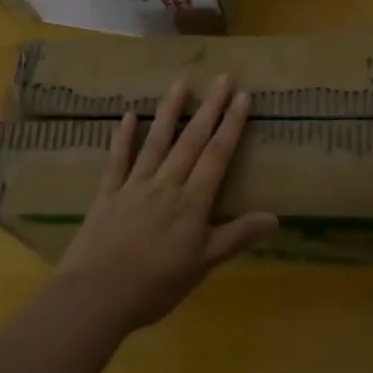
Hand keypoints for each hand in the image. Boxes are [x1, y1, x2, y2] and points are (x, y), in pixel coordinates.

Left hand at [54, 76, 276, 332]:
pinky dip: (123, 137)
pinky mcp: (107, 194)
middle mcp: (166, 185)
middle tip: (222, 77)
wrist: (97, 295)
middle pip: (191, 141)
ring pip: (156, 141)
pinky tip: (129, 114)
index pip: (217, 156)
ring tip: (182, 82)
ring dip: (170, 111)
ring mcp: (134, 186)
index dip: (231, 125)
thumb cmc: (156, 286)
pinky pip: (117, 160)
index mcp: (192, 203)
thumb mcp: (203, 264)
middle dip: (209, 107)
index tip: (242, 97)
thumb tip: (275, 217)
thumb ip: (236, 236)